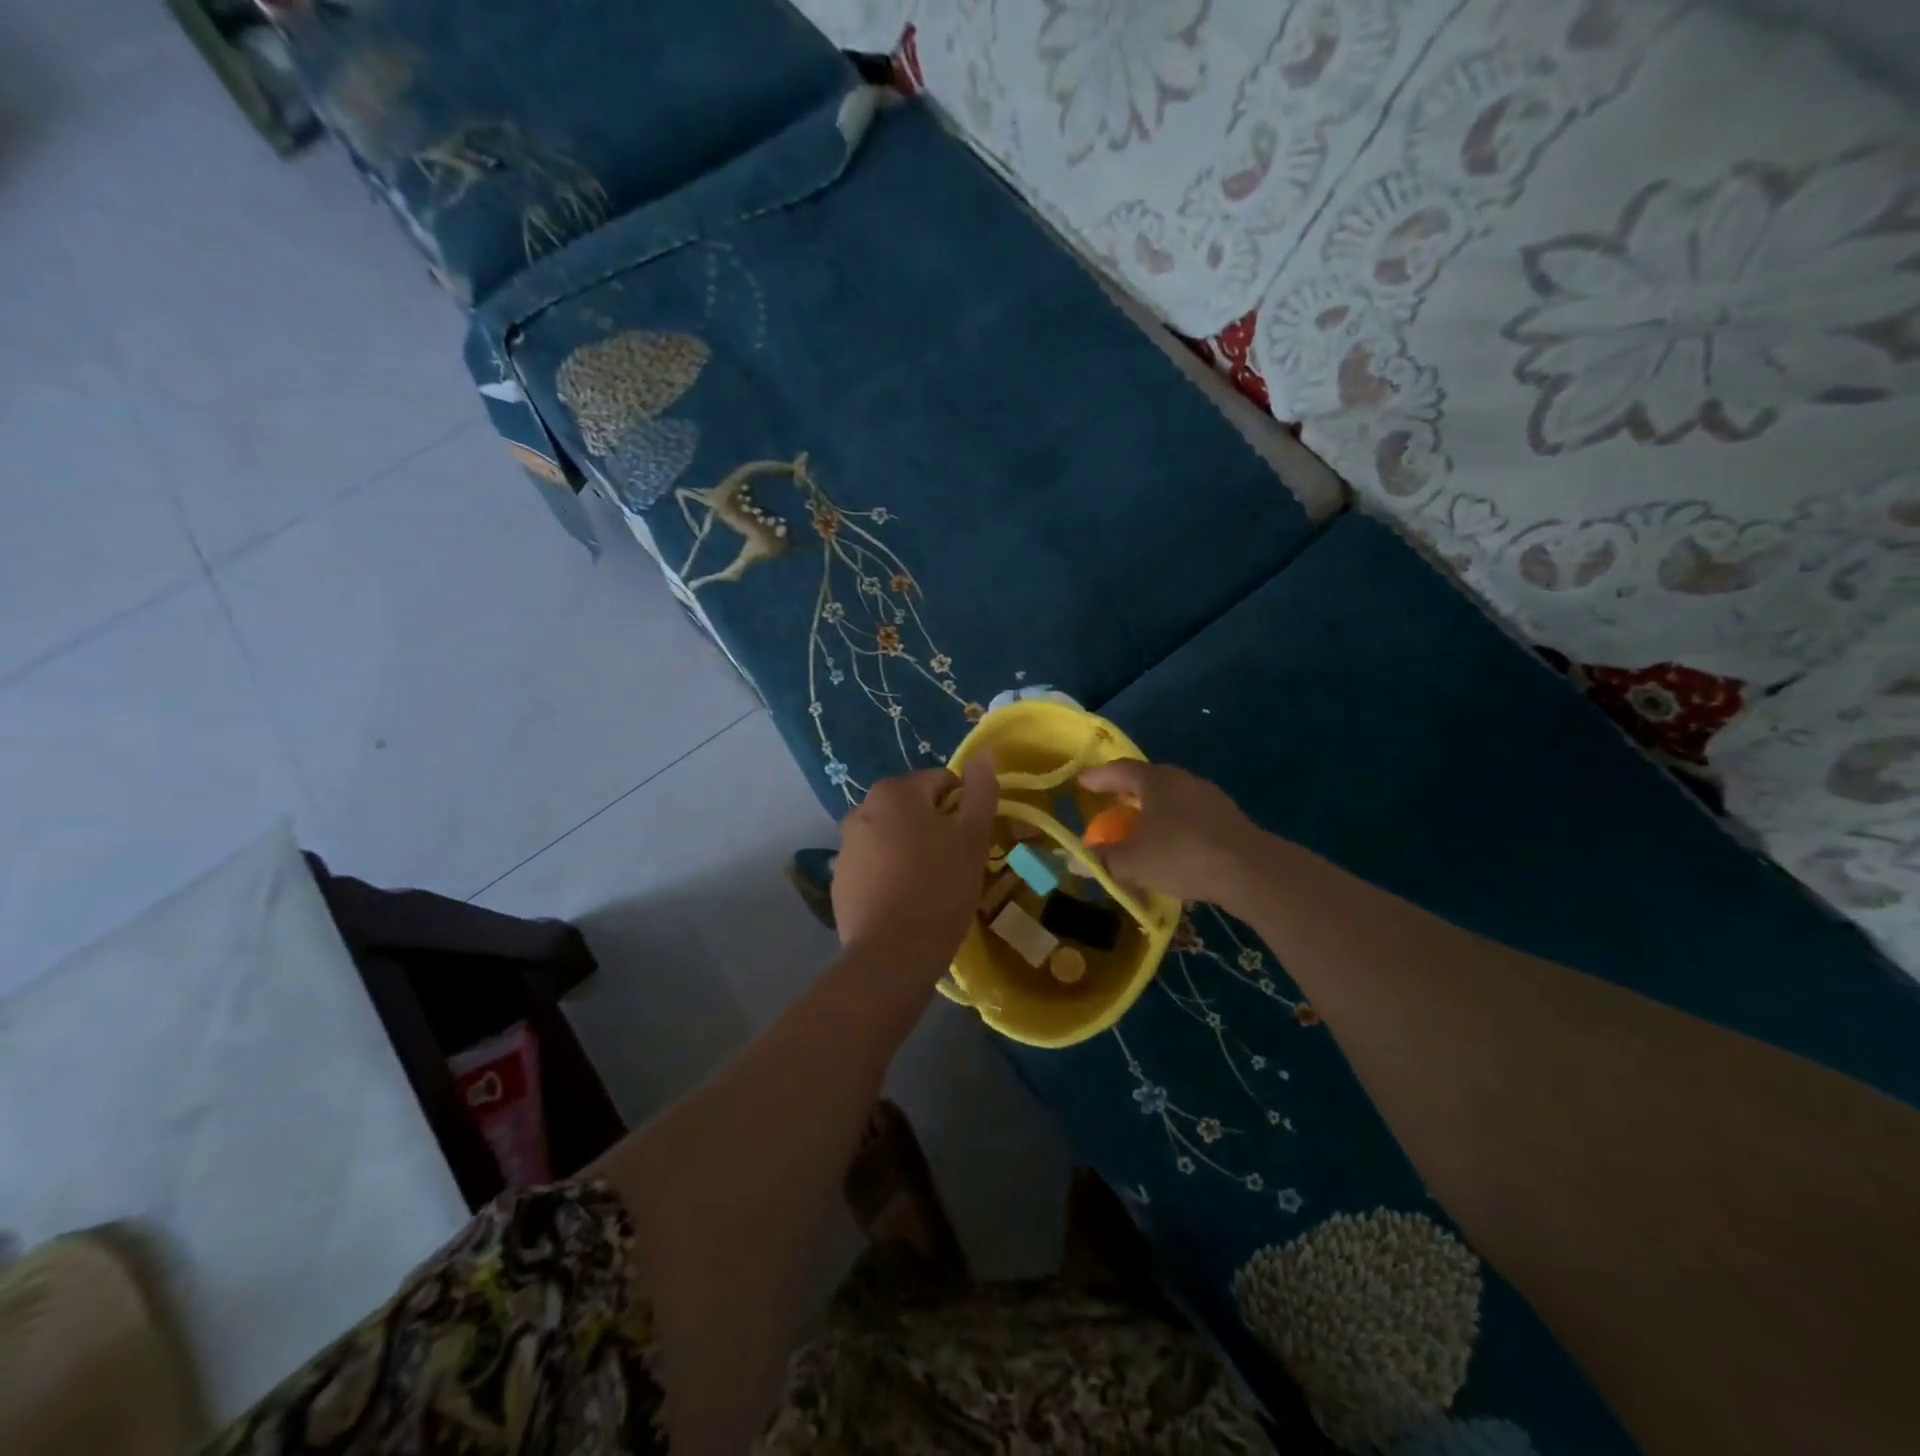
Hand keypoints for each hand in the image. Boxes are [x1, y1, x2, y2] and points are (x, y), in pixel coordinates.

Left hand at [832, 756, 998, 972]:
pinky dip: (889, 873)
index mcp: (895, 792)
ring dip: (909, 849)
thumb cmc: (940, 888)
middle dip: (934, 827)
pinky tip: (904, 901)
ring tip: (930, 885)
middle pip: (912, 808)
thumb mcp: (972, 838)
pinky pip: (872, 865)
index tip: (972, 839)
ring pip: (890, 836)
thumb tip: (983, 755)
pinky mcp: (839, 880)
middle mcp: (861, 809)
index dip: (963, 807)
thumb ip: (980, 791)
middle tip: (954, 862)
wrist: (892, 954)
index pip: (941, 782)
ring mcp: (845, 846)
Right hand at [1076, 759, 1267, 905]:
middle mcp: (1182, 780)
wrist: (1250, 871)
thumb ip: (1102, 860)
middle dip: (1125, 792)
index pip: (1119, 769)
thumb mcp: (1132, 862)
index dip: (1098, 776)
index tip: (1082, 783)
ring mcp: (1209, 797)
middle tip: (1108, 804)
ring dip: (1151, 810)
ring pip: (1170, 798)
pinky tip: (1169, 845)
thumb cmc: (1181, 855)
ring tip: (1138, 828)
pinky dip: (1171, 824)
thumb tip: (1074, 861)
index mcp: (1156, 780)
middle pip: (1147, 780)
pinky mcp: (1227, 818)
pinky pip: (1189, 815)